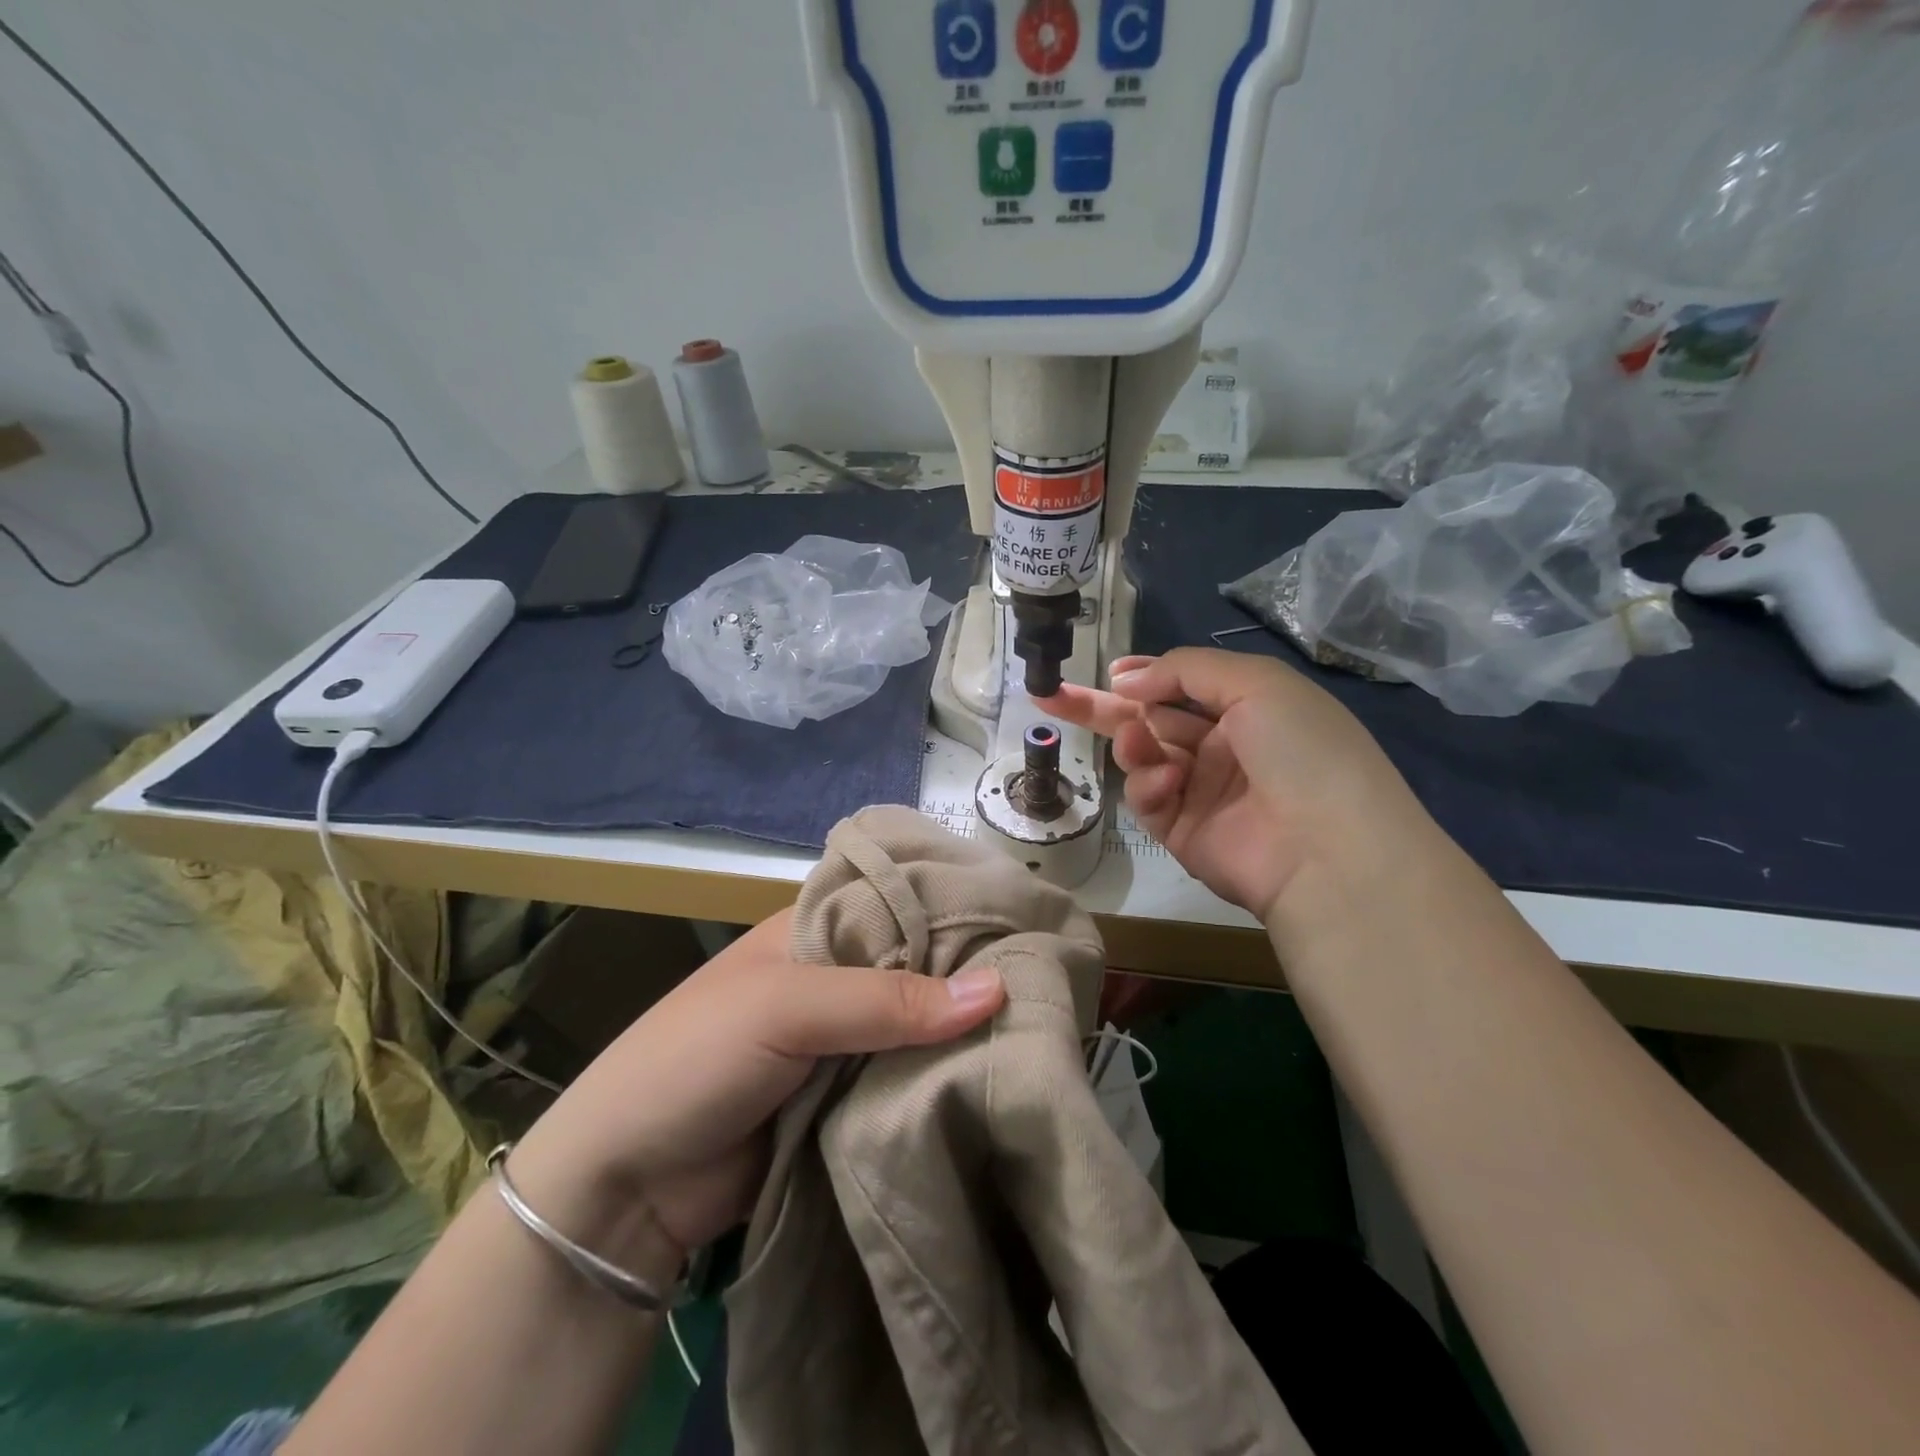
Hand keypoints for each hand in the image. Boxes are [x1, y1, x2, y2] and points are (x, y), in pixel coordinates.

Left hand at [509, 908, 1004, 1253]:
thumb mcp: (786, 1010)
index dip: (958, 906)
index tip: (1029, 917)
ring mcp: (845, 1039)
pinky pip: (909, 1077)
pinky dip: (944, 1077)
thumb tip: (998, 988)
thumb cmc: (696, 1060)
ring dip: (965, 1030)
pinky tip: (1000, 1072)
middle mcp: (836, 974)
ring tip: (1046, 1024)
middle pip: (918, 963)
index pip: (901, 901)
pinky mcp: (850, 1096)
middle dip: (971, 972)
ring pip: (920, 1023)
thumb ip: (888, 999)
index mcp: (816, 929)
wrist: (626, 1188)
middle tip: (1053, 976)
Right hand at [1042, 648, 1421, 922]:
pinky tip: (1168, 785)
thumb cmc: (1300, 748)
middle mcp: (1220, 748)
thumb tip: (1125, 679)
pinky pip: (1148, 800)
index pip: (1180, 686)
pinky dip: (1149, 786)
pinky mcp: (1182, 833)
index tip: (1109, 673)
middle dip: (1101, 708)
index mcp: (1245, 708)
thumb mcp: (1254, 682)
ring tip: (1138, 744)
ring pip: (1142, 759)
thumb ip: (1184, 670)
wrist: (1328, 847)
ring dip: (1133, 745)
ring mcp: (1200, 792)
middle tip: (1050, 696)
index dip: (1143, 678)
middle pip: (1148, 722)